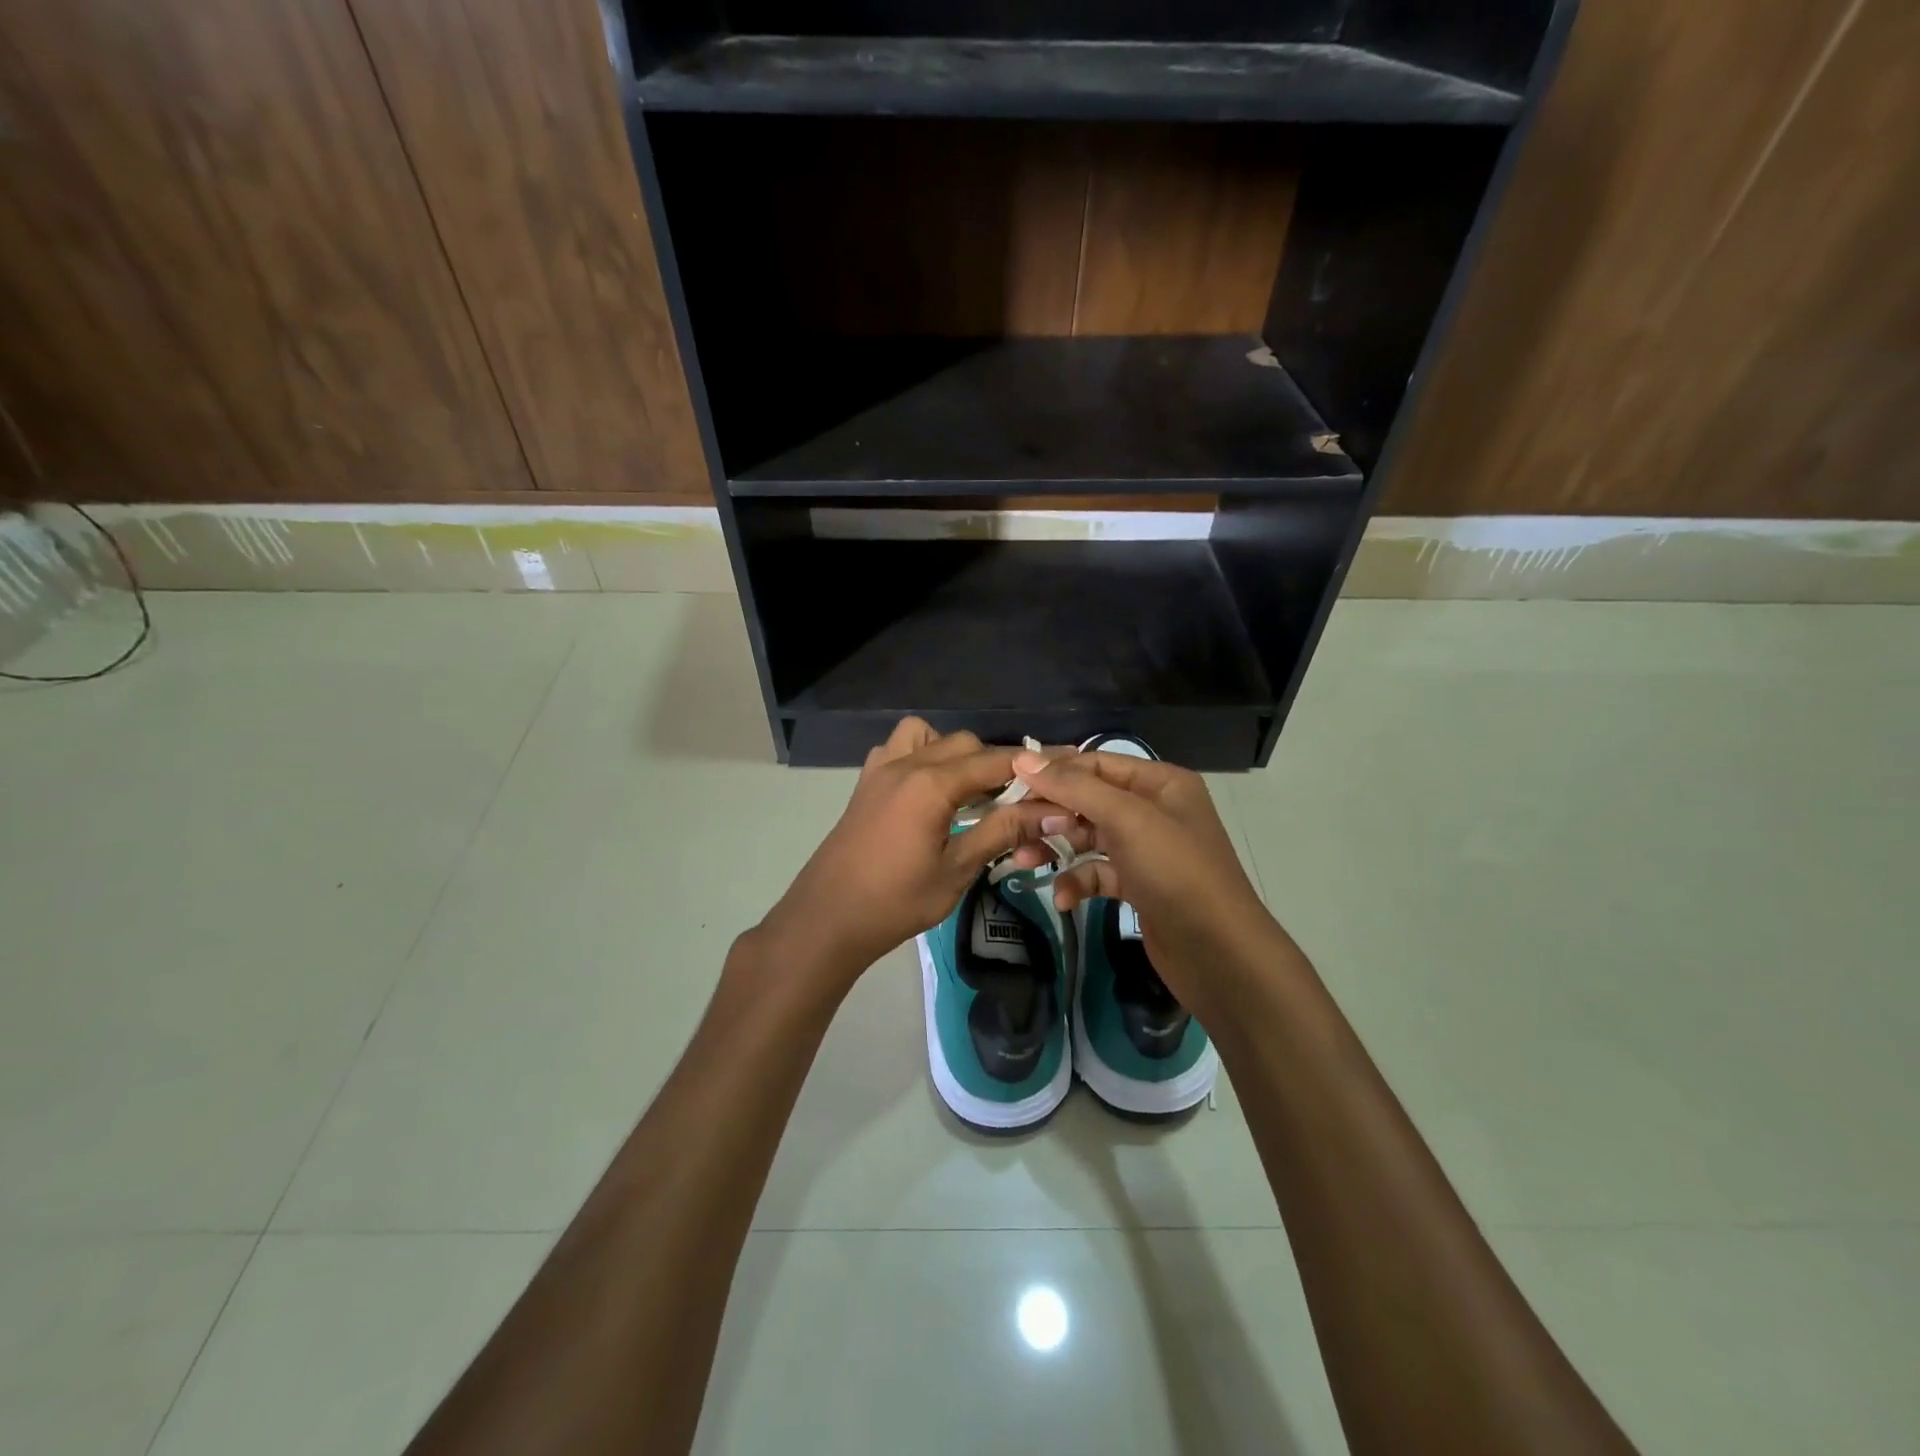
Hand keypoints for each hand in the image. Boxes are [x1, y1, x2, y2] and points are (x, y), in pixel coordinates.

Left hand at [763, 719, 1067, 984]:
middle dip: (995, 765)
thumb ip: (1002, 832)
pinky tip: (928, 792)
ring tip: (966, 792)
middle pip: (964, 743)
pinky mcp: (866, 783)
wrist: (827, 918)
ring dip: (954, 753)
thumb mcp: (956, 870)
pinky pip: (898, 748)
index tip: (1060, 774)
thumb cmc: (895, 901)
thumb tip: (1052, 811)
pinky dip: (921, 755)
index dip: (1031, 767)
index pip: (994, 762)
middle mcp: (906, 763)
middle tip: (1014, 802)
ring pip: (928, 735)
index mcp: (931, 784)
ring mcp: (881, 769)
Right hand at [1010, 748, 1286, 1018]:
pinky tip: (1064, 899)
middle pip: (1089, 800)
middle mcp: (1153, 810)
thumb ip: (1075, 787)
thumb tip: (1023, 760)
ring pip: (1089, 838)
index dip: (1055, 771)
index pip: (1096, 763)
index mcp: (1160, 783)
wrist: (1220, 955)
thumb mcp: (1127, 820)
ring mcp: (1147, 850)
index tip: (1010, 782)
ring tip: (1024, 862)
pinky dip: (1079, 882)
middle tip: (1012, 826)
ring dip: (1057, 848)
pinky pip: (1098, 873)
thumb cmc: (1176, 873)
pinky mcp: (1139, 886)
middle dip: (1051, 813)